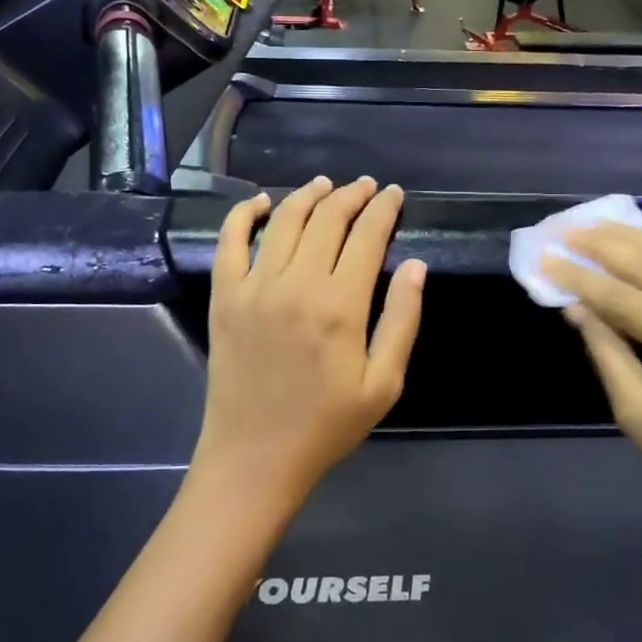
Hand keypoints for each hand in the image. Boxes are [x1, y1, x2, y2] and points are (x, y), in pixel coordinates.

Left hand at [190, 176, 425, 517]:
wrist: (255, 456)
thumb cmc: (326, 425)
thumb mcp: (384, 384)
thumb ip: (402, 320)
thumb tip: (416, 265)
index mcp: (340, 306)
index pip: (367, 237)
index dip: (383, 209)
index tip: (393, 194)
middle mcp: (296, 285)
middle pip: (327, 220)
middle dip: (351, 196)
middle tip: (365, 187)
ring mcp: (254, 288)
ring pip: (283, 221)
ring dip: (307, 195)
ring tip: (325, 185)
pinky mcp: (224, 297)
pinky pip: (229, 241)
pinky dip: (243, 214)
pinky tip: (260, 201)